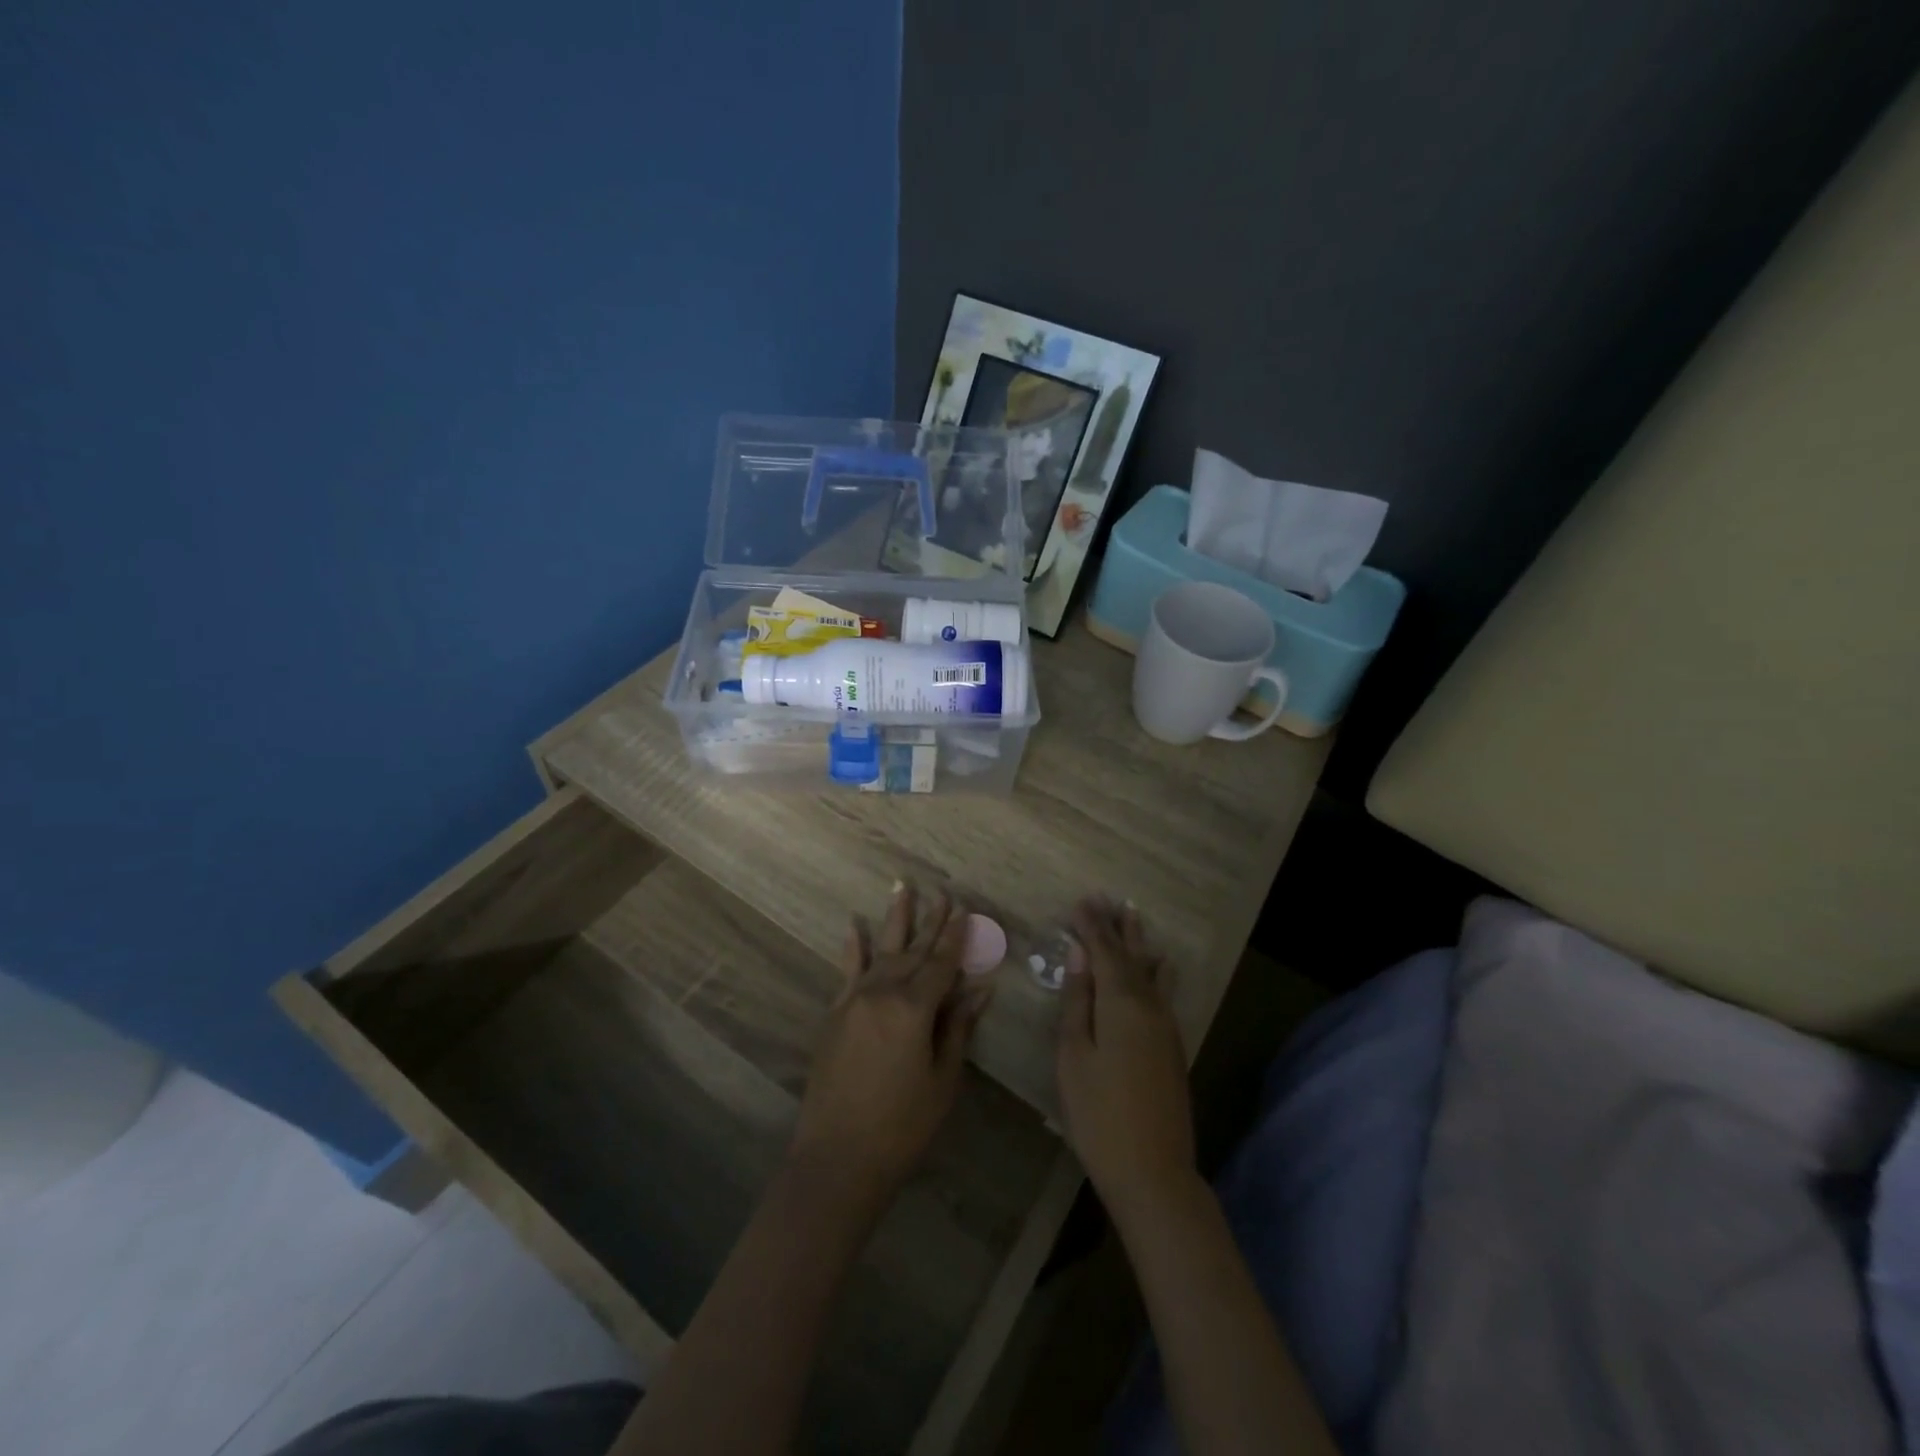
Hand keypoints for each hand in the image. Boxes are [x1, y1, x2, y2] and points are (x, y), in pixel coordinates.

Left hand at [791, 882, 992, 1206]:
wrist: (837, 1157)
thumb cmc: (902, 1125)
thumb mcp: (942, 1079)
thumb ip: (958, 1027)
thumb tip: (980, 988)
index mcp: (914, 1008)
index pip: (942, 964)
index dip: (957, 938)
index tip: (966, 910)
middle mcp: (882, 993)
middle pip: (913, 951)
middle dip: (931, 921)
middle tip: (943, 892)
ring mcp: (854, 1000)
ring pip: (881, 951)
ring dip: (895, 919)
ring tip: (903, 887)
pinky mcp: (834, 1014)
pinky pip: (847, 971)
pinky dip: (854, 947)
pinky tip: (855, 926)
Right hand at [1056, 897, 1196, 1221]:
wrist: (1152, 1170)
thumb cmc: (1098, 1113)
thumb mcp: (1073, 1055)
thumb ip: (1078, 1002)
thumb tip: (1080, 957)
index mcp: (1121, 1003)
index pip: (1105, 951)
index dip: (1092, 926)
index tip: (1081, 900)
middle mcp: (1149, 1006)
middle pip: (1132, 956)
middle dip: (1117, 927)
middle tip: (1109, 899)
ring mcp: (1166, 1026)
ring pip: (1152, 972)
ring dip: (1140, 943)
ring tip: (1134, 917)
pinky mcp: (1173, 1046)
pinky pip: (1163, 992)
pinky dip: (1154, 970)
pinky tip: (1157, 967)